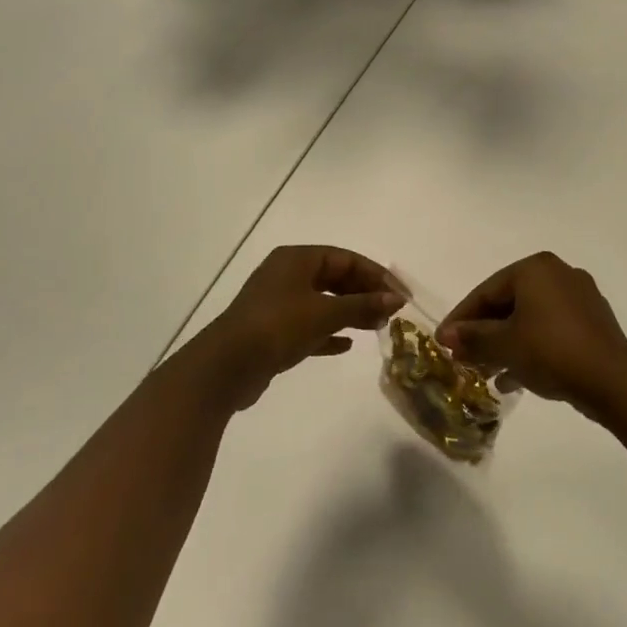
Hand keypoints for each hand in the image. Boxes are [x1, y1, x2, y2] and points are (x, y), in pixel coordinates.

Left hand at [186, 246, 400, 411]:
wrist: (226, 367)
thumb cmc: (277, 327)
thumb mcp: (325, 313)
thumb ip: (363, 305)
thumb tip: (396, 299)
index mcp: (297, 259)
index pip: (346, 258)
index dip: (376, 275)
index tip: (400, 295)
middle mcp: (287, 275)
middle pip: (335, 278)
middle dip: (364, 294)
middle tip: (390, 313)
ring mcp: (278, 303)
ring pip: (323, 302)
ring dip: (350, 313)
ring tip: (376, 328)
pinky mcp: (273, 331)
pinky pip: (309, 325)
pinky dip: (329, 332)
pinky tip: (346, 345)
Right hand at [438, 252, 626, 411]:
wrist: (611, 380)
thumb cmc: (550, 351)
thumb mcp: (504, 345)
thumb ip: (473, 338)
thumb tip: (447, 336)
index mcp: (535, 268)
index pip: (486, 290)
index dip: (461, 318)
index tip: (442, 341)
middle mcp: (559, 273)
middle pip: (509, 302)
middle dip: (484, 333)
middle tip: (463, 357)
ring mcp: (580, 297)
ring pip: (530, 318)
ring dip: (505, 343)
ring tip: (485, 372)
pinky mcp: (593, 322)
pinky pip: (551, 329)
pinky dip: (530, 347)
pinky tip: (515, 377)